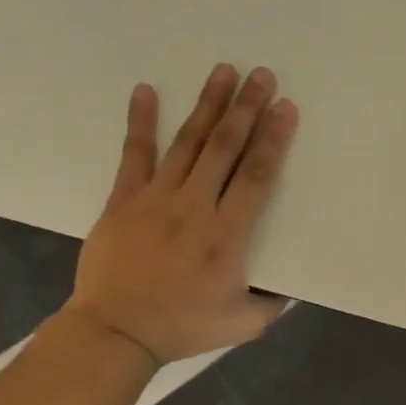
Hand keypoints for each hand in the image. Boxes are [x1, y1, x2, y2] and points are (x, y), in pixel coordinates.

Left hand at [65, 64, 297, 365]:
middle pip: (225, 148)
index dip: (274, 139)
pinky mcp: (124, 200)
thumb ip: (273, 302)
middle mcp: (194, 207)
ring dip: (207, 105)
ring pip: (188, 143)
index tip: (286, 108)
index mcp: (227, 235)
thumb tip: (290, 284)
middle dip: (246, 109)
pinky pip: (134, 154)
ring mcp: (156, 199)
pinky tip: (146, 91)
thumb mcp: (244, 324)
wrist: (114, 332)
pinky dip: (140, 122)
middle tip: (262, 76)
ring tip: (223, 72)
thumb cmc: (183, 327)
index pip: (257, 176)